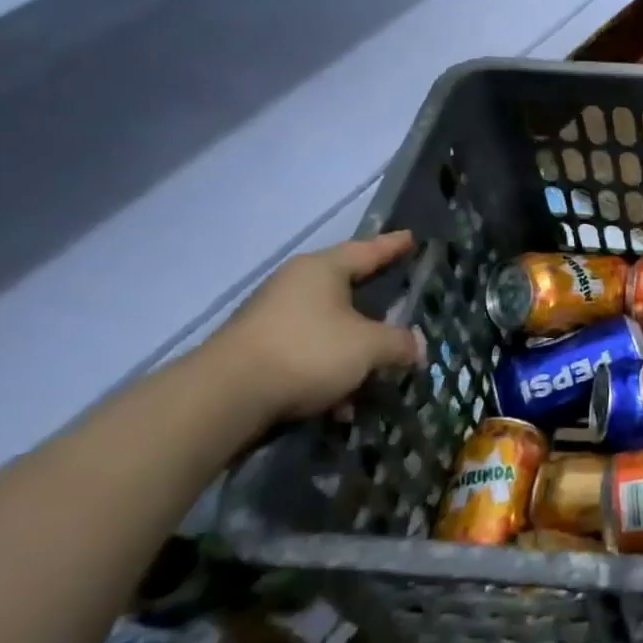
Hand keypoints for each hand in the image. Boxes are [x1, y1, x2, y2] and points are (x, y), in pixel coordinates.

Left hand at [203, 231, 423, 422]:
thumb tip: (417, 346)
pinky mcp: (258, 351)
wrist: (225, 398)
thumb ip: (399, 343)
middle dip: (374, 303)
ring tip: (378, 372)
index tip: (411, 237)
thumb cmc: (307, 352)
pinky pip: (307, 354)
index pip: (368, 250)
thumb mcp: (368, 347)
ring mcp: (272, 318)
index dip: (393, 246)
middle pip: (346, 289)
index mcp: (322, 270)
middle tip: (399, 300)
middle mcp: (295, 286)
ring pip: (328, 328)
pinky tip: (341, 404)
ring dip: (353, 350)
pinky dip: (328, 372)